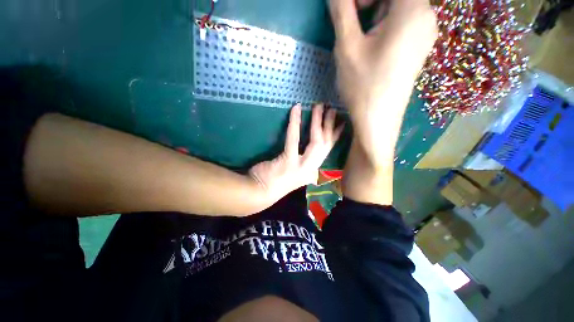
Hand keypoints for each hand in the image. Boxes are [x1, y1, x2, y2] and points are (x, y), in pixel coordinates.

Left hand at [249, 103, 343, 201]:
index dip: (335, 137)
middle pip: (326, 145)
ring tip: (319, 106)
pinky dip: (295, 122)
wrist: (259, 194)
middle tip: (332, 109)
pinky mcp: (289, 162)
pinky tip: (297, 109)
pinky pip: (294, 138)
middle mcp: (311, 170)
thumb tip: (308, 150)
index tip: (342, 124)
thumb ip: (302, 163)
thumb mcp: (292, 173)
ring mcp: (301, 167)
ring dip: (318, 121)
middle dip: (330, 126)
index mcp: (312, 171)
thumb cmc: (274, 182)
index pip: (327, 152)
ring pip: (316, 141)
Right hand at [331, 0, 437, 111]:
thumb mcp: (347, 46)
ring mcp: (424, 35)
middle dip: (370, 3)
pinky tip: (372, 51)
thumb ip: (342, 11)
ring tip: (361, 44)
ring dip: (374, 17)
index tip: (351, 10)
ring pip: (397, 10)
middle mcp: (426, 17)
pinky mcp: (417, 49)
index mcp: (413, 9)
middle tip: (352, 26)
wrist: (377, 121)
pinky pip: (401, 26)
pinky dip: (383, 29)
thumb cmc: (363, 85)